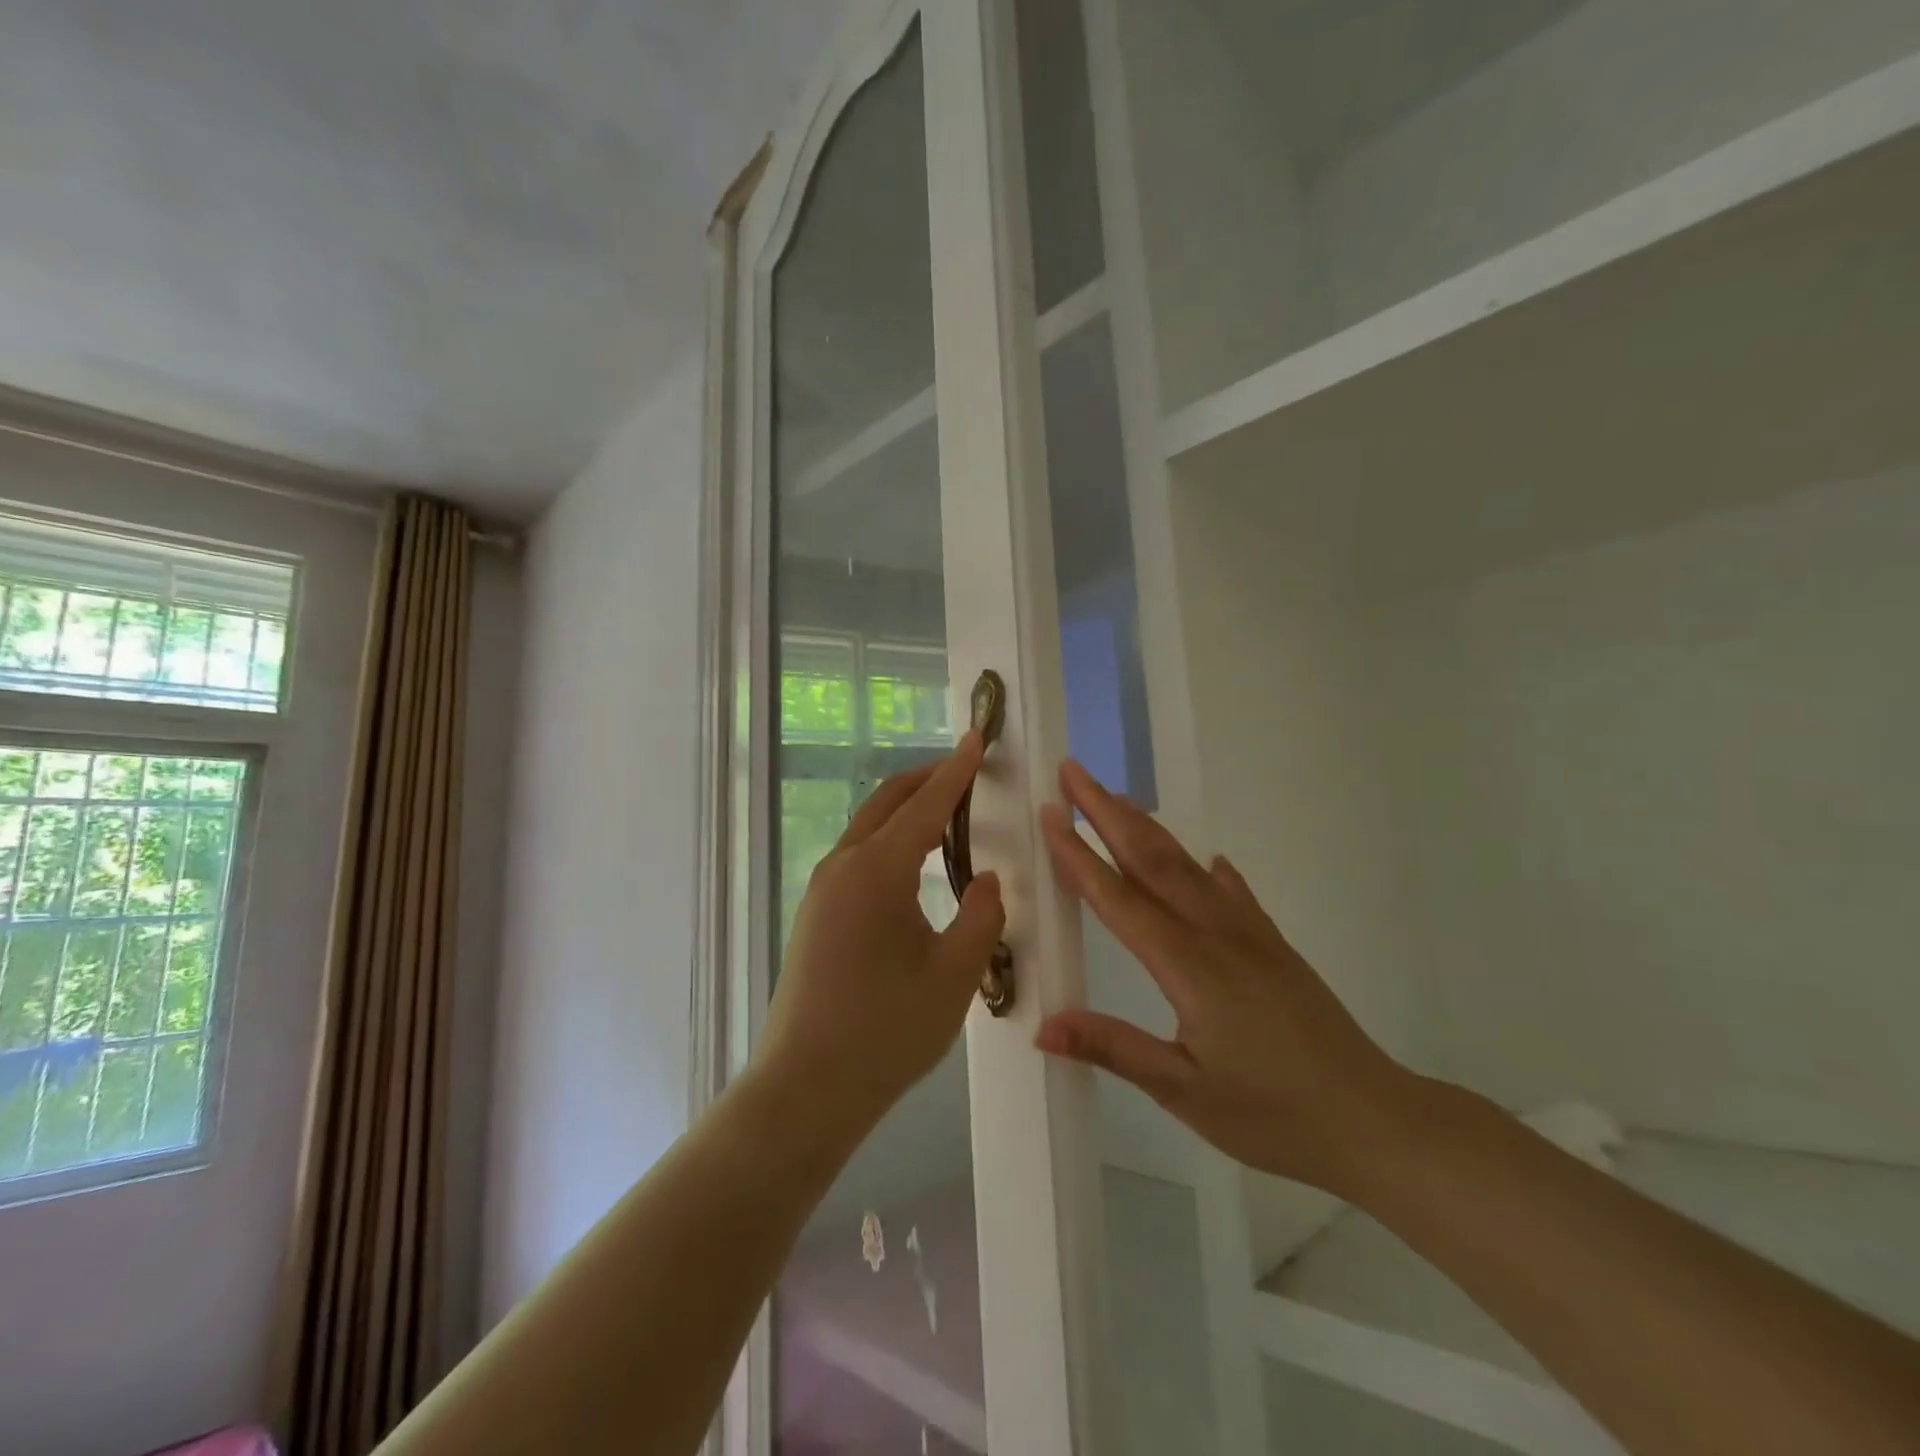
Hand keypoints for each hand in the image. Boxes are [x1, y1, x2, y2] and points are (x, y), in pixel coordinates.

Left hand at [755, 733, 1006, 1141]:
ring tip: (946, 810)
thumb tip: (985, 879)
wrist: (805, 1089)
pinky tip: (913, 862)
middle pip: (888, 802)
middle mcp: (843, 866)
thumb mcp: (955, 974)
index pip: (925, 804)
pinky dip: (889, 839)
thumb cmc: (886, 1030)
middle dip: (927, 779)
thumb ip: (981, 916)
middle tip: (966, 770)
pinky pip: (858, 856)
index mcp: (877, 869)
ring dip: (906, 809)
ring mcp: (822, 890)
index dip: (956, 771)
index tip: (977, 739)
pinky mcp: (815, 914)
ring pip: (869, 827)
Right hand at [1035, 760, 1412, 1193]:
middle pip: (1151, 858)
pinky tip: (1206, 860)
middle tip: (1073, 773)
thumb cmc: (1274, 1114)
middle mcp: (1215, 933)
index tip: (1049, 813)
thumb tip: (1042, 1026)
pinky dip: (1208, 869)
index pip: (1118, 897)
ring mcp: (1249, 933)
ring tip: (1115, 798)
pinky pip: (1232, 892)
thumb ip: (1114, 1048)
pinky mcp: (1273, 945)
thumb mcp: (1184, 1091)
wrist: (1376, 1121)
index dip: (1079, 854)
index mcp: (1187, 965)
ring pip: (1187, 865)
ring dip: (1146, 826)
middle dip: (1107, 812)